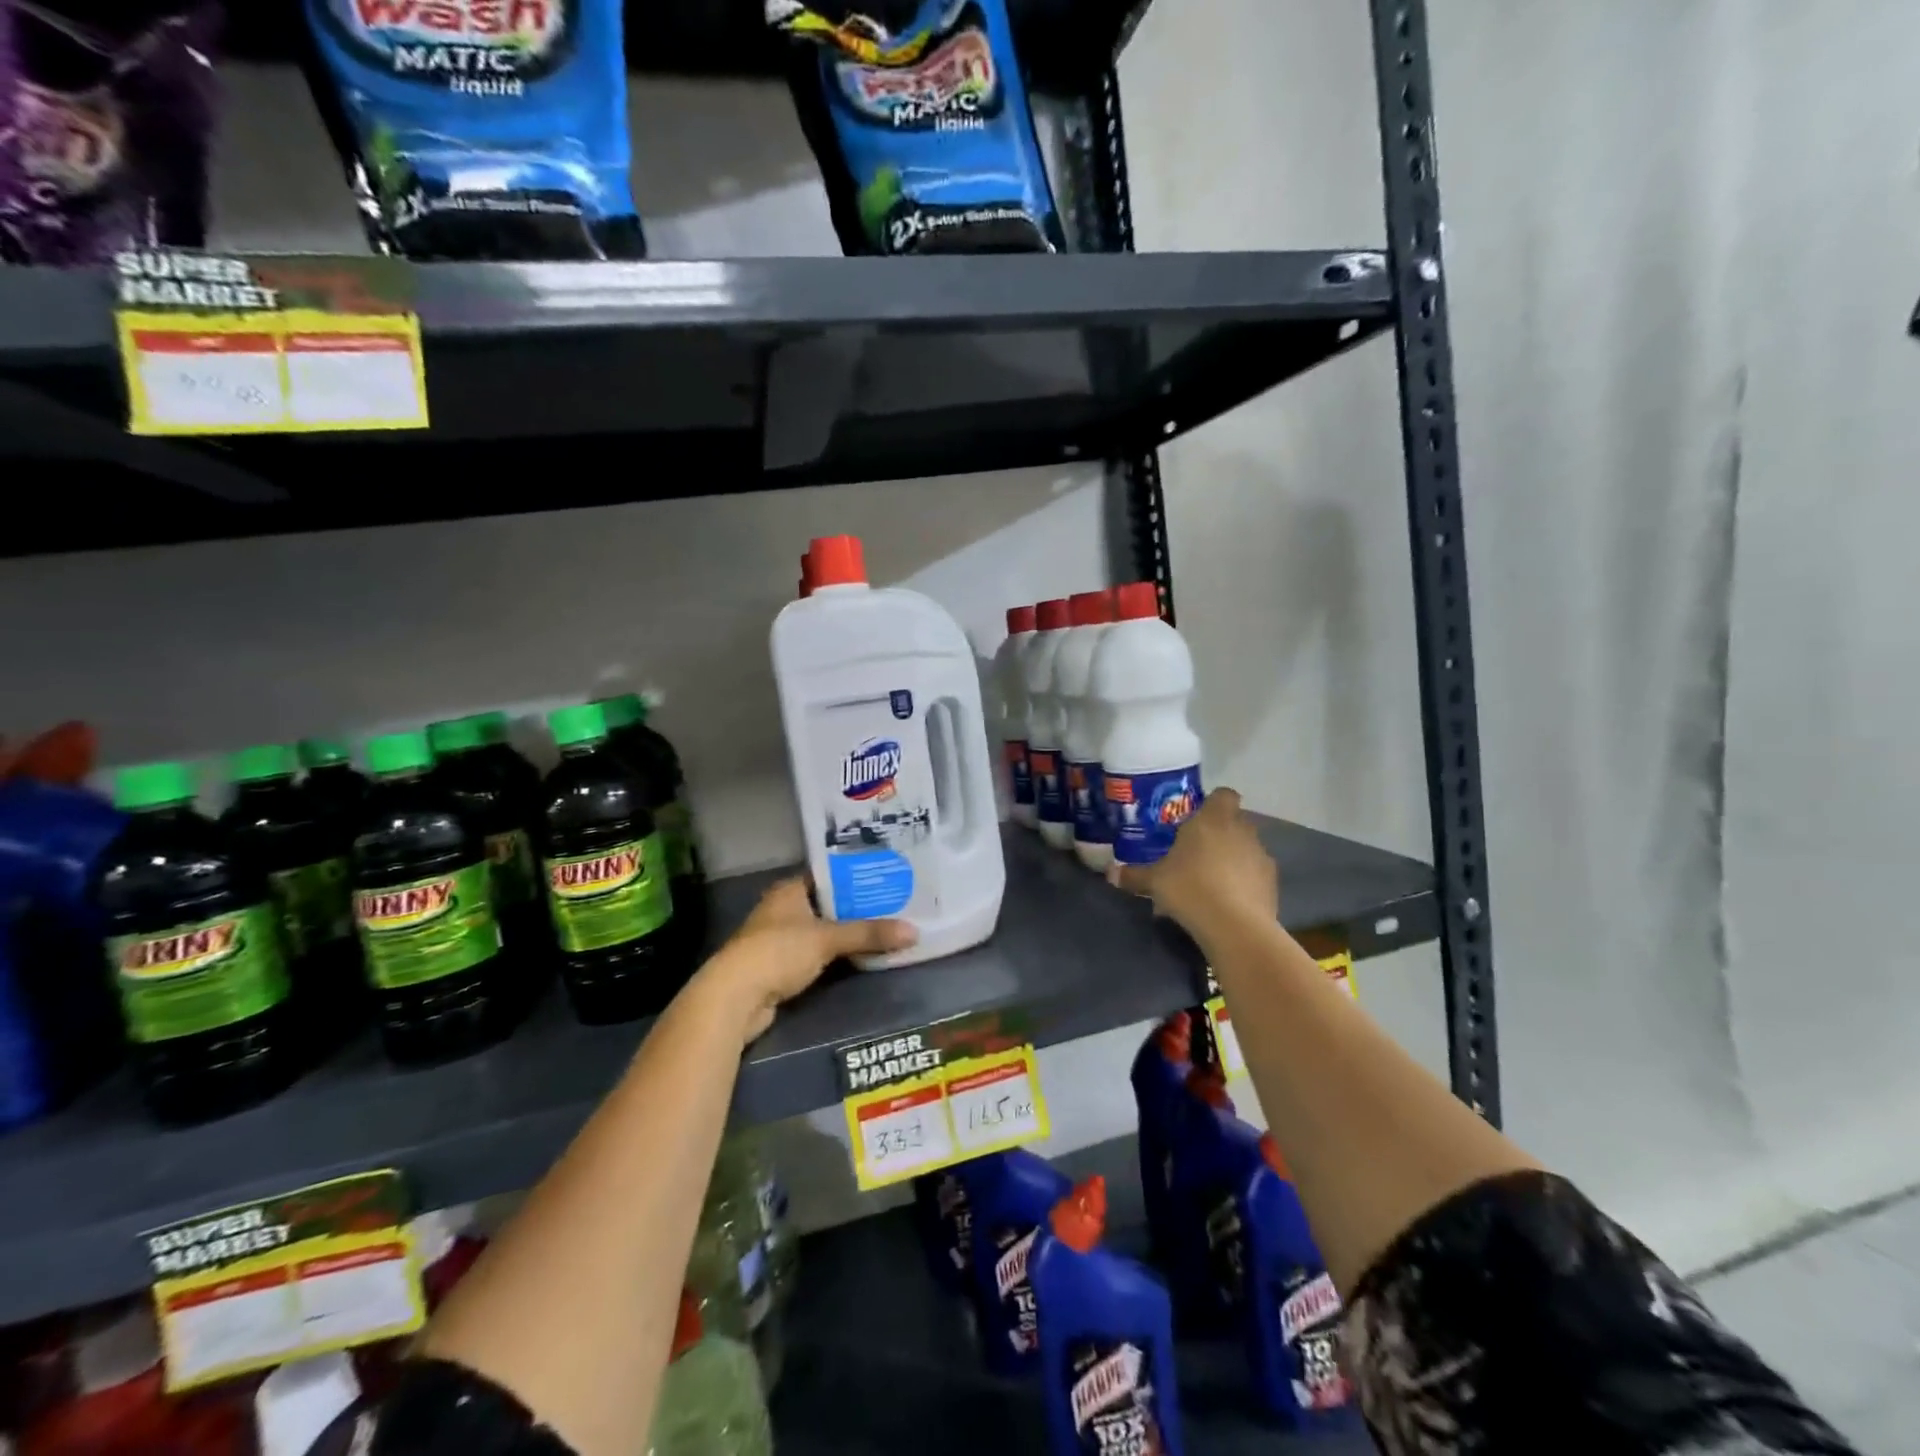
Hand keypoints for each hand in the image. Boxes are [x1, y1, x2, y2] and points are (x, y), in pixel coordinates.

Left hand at [699, 878, 916, 1044]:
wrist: (734, 998)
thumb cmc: (778, 952)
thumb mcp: (827, 939)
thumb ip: (869, 934)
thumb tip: (914, 931)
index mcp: (789, 890)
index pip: (828, 874)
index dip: (855, 876)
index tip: (885, 877)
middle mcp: (782, 909)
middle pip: (827, 904)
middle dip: (857, 907)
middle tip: (894, 905)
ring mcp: (778, 939)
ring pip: (821, 931)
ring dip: (846, 934)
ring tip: (884, 929)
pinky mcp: (779, 967)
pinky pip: (815, 954)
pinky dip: (835, 955)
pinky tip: (860, 957)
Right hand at [1110, 788, 1277, 944]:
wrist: (1234, 926)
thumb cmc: (1190, 888)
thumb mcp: (1154, 881)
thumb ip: (1134, 875)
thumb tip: (1110, 874)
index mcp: (1213, 819)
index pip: (1222, 794)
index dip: (1212, 803)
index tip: (1196, 819)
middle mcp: (1241, 830)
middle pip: (1234, 821)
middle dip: (1219, 833)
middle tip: (1196, 852)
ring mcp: (1261, 855)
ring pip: (1246, 848)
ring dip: (1234, 858)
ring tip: (1212, 881)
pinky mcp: (1273, 883)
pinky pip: (1255, 874)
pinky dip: (1245, 881)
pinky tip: (1228, 900)